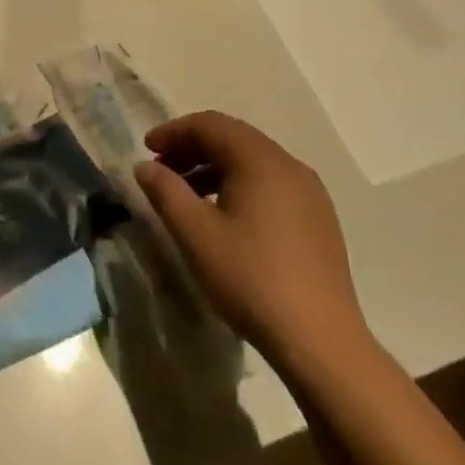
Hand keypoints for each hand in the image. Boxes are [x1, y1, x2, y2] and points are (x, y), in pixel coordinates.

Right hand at [133, 111, 369, 370]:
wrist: (319, 339)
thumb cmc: (250, 278)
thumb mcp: (195, 233)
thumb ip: (165, 192)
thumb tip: (145, 166)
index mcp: (261, 161)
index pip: (211, 125)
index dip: (174, 131)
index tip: (146, 150)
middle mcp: (290, 166)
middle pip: (233, 138)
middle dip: (192, 148)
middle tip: (161, 170)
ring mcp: (310, 193)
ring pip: (253, 162)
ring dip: (214, 167)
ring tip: (186, 195)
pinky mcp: (318, 219)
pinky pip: (271, 184)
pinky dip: (239, 185)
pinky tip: (224, 216)